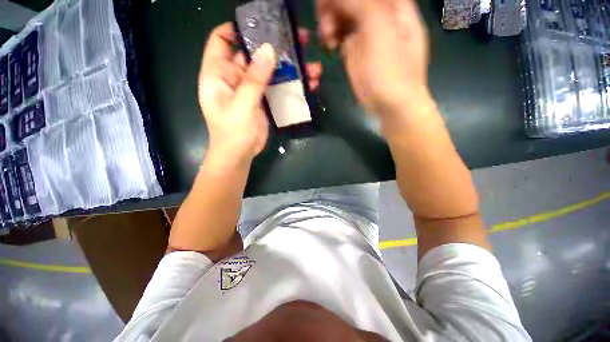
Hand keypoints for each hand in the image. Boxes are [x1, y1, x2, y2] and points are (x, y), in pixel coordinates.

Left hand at [198, 23, 322, 167]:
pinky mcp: (263, 100)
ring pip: (269, 71)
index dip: (237, 29)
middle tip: (299, 40)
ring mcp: (250, 89)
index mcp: (218, 74)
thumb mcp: (242, 106)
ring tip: (312, 67)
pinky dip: (290, 85)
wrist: (240, 155)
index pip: (222, 40)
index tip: (261, 26)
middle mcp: (234, 78)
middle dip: (274, 46)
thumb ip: (254, 79)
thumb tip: (268, 50)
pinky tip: (308, 84)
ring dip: (289, 68)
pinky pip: (277, 87)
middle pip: (252, 53)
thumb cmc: (233, 133)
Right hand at [317, 0, 431, 122]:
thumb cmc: (390, 71)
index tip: (324, 6)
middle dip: (333, 8)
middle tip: (325, 25)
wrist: (391, 104)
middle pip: (350, 1)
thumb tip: (337, 1)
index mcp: (391, 4)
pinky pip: (340, 33)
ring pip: (342, 14)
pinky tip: (330, 44)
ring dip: (330, 21)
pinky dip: (332, 35)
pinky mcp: (356, 50)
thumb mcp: (380, 29)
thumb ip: (362, 5)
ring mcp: (366, 31)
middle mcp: (378, 13)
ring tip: (328, 38)